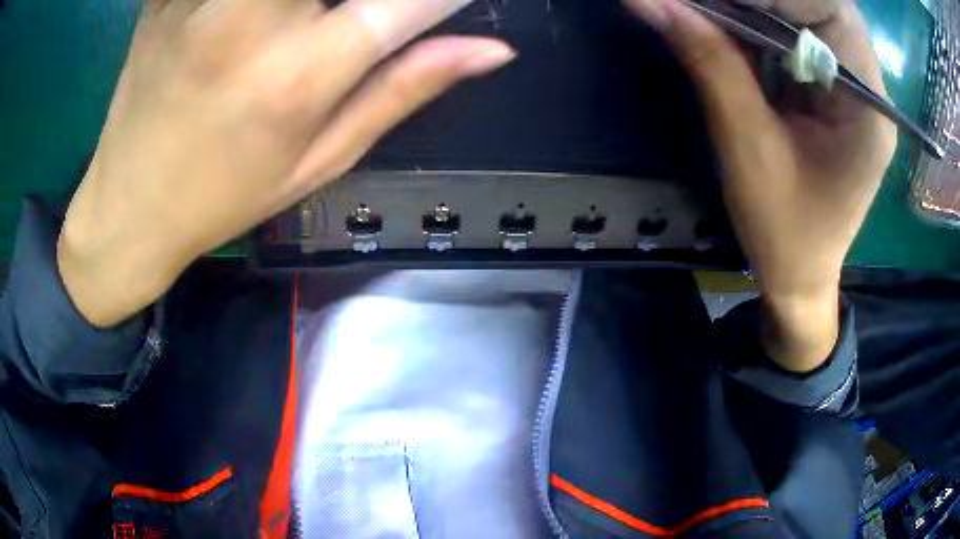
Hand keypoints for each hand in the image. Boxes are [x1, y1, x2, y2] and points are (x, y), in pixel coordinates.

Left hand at [59, 0, 513, 326]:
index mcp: (298, 75)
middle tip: (354, 17)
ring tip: (305, 22)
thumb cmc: (223, 195)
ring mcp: (198, 1)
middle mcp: (251, 22)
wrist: (128, 210)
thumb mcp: (320, 160)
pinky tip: (246, 18)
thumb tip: (490, 50)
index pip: (410, 1)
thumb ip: (404, 88)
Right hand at [627, 0, 896, 370]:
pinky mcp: (832, 90)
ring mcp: (851, 86)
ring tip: (704, 14)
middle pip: (817, 4)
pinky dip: (756, 24)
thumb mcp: (748, 149)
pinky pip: (795, 36)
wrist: (801, 276)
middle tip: (702, 5)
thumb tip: (651, 1)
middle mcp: (867, 87)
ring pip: (804, 14)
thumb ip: (711, 64)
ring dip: (751, 7)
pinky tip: (723, 29)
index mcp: (867, 107)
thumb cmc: (785, 233)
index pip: (828, 9)